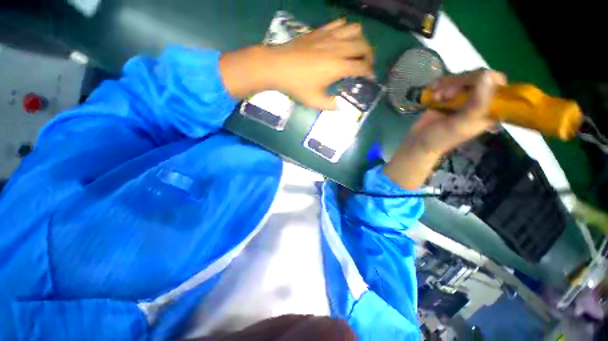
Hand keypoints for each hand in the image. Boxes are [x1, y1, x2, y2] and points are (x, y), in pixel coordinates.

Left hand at [219, 19, 373, 108]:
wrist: (277, 66)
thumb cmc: (296, 85)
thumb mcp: (314, 101)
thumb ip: (330, 105)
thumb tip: (340, 106)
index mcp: (338, 66)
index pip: (362, 66)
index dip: (369, 72)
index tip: (370, 77)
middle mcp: (338, 48)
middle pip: (363, 45)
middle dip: (369, 55)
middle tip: (366, 64)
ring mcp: (329, 36)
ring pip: (355, 30)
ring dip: (360, 40)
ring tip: (356, 50)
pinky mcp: (320, 31)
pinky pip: (339, 24)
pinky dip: (346, 30)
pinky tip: (341, 39)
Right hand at [408, 69, 506, 155]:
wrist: (418, 142)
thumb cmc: (441, 138)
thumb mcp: (461, 124)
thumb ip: (477, 103)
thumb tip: (487, 74)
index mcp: (490, 109)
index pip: (497, 82)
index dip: (484, 79)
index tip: (468, 86)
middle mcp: (479, 100)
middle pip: (478, 76)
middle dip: (460, 82)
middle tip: (447, 95)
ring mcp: (463, 97)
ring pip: (462, 77)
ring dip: (447, 84)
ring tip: (437, 96)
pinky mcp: (448, 96)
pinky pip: (448, 81)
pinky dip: (439, 84)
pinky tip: (432, 91)